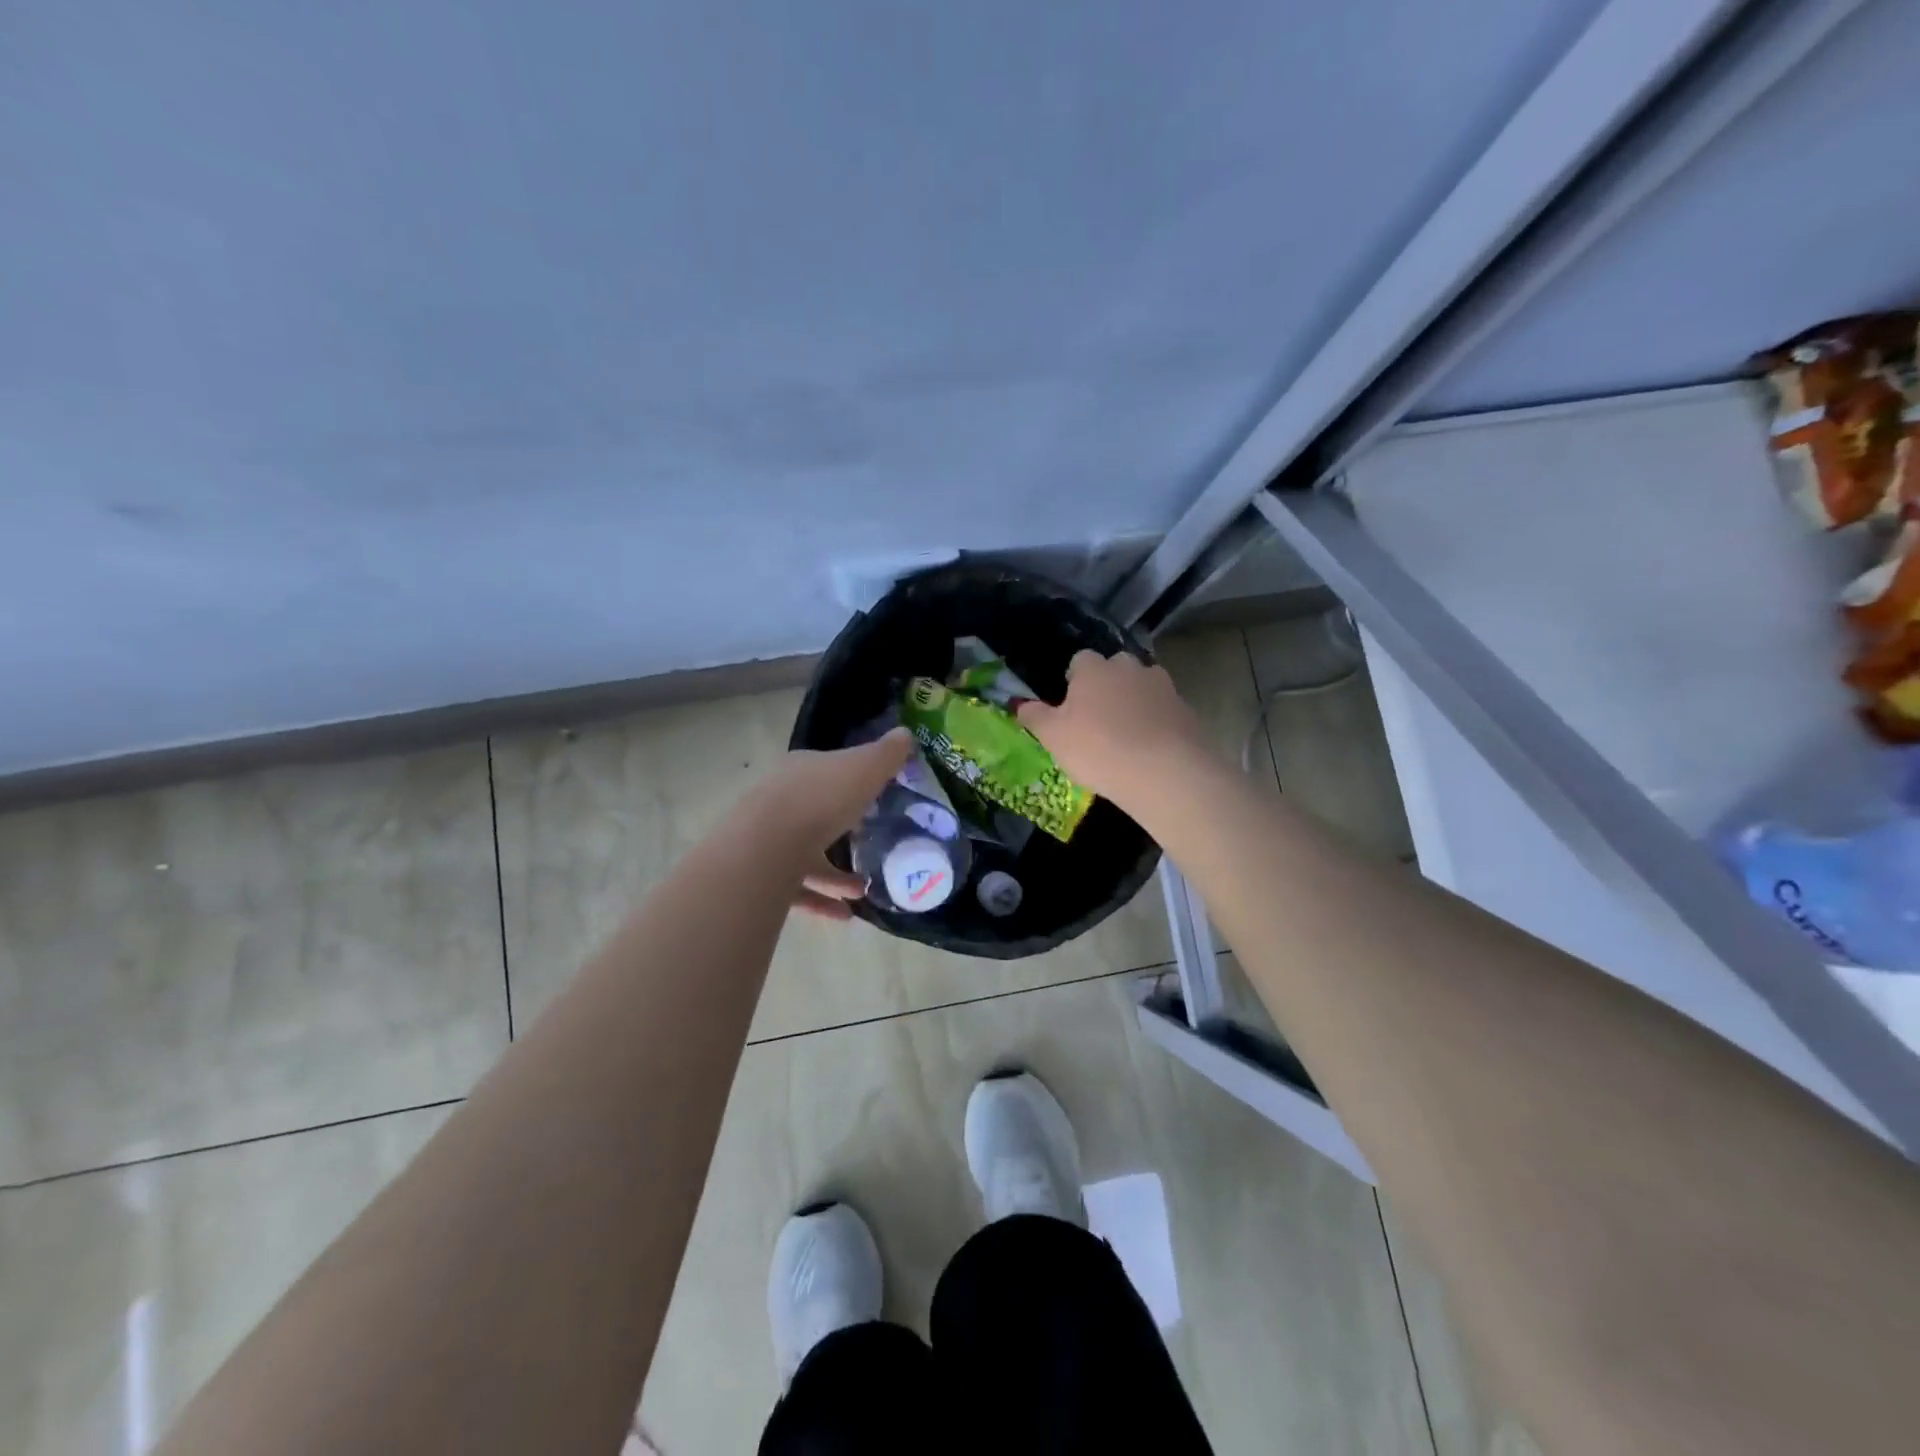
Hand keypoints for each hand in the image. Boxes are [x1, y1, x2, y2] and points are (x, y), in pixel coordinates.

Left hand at [752, 730, 914, 917]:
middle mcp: (780, 801)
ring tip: (863, 890)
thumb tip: (905, 734)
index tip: (873, 796)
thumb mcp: (865, 768)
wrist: (767, 845)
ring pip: (804, 855)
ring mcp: (767, 839)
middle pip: (814, 813)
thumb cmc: (822, 799)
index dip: (850, 781)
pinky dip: (821, 900)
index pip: (827, 771)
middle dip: (842, 830)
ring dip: (835, 874)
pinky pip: (796, 889)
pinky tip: (845, 915)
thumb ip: (887, 754)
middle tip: (870, 844)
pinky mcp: (762, 876)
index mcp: (802, 771)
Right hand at [1017, 650, 1208, 803]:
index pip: (1080, 661)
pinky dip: (1155, 722)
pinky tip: (1149, 749)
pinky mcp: (1186, 709)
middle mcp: (1129, 667)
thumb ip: (1034, 716)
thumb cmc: (1098, 749)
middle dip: (1106, 687)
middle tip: (1097, 721)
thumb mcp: (1053, 737)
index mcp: (1094, 668)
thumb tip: (1018, 703)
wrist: (1164, 772)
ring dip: (1133, 703)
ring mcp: (1162, 685)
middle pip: (1114, 670)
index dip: (1074, 681)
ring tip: (1125, 737)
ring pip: (1141, 688)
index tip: (1071, 707)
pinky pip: (1163, 710)